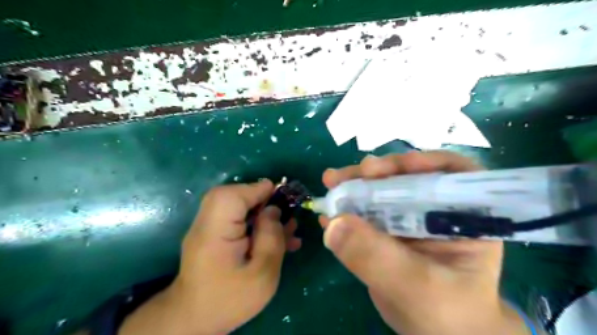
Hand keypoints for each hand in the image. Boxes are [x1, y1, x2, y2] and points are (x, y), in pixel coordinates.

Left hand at [119, 180, 300, 334]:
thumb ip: (271, 239)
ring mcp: (208, 228)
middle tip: (283, 211)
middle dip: (260, 198)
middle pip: (231, 195)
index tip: (280, 193)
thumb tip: (274, 210)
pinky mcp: (214, 235)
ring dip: (261, 210)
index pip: (231, 197)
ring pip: (234, 205)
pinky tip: (276, 235)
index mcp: (214, 233)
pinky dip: (255, 220)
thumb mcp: (262, 275)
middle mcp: (206, 224)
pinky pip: (235, 218)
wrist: (195, 319)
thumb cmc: (229, 300)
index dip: (256, 190)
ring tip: (286, 224)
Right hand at [320, 151, 528, 334]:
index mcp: (462, 216)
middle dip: (375, 173)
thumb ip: (378, 257)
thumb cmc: (447, 314)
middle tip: (345, 175)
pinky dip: (346, 212)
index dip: (424, 162)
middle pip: (407, 178)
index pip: (452, 173)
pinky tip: (327, 214)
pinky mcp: (386, 232)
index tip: (391, 167)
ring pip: (381, 193)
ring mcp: (407, 220)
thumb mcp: (416, 288)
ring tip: (331, 183)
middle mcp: (434, 210)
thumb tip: (334, 223)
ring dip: (354, 187)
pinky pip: (365, 215)